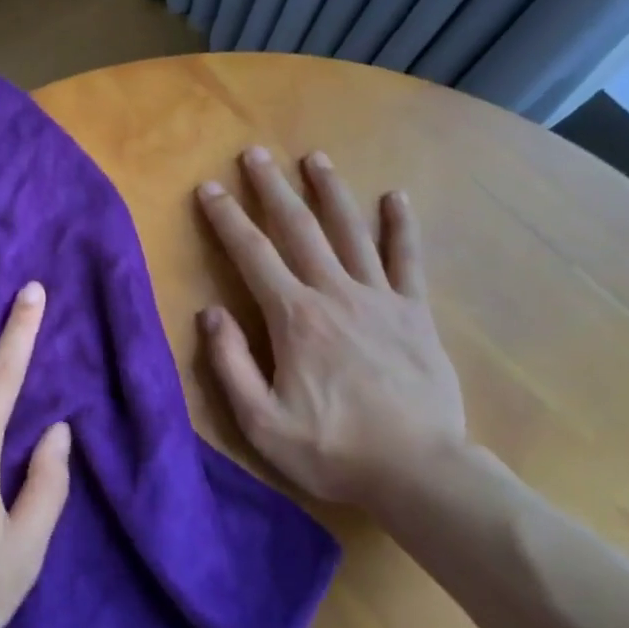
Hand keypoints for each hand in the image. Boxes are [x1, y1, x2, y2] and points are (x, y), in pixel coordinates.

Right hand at [196, 148, 465, 509]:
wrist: (420, 473)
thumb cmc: (333, 449)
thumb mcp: (262, 422)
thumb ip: (230, 364)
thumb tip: (210, 313)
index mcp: (294, 317)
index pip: (252, 254)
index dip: (226, 218)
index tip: (208, 188)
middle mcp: (334, 293)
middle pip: (298, 228)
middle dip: (272, 188)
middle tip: (254, 154)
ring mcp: (379, 298)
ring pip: (350, 231)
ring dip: (329, 191)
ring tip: (315, 158)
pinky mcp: (414, 313)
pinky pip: (407, 260)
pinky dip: (401, 227)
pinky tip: (395, 197)